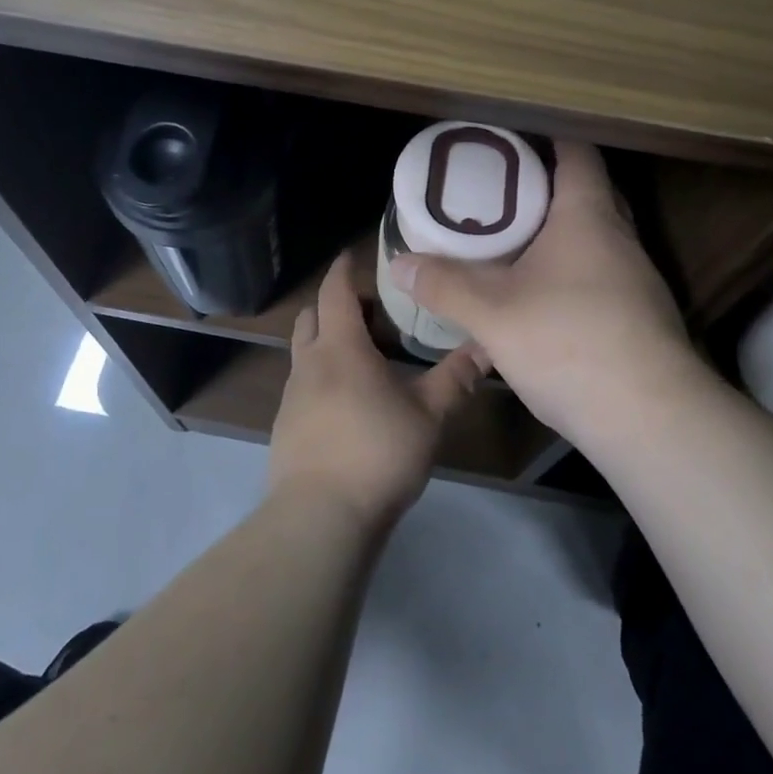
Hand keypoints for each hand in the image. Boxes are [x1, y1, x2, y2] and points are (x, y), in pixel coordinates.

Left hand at [268, 251, 482, 529]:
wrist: (319, 518)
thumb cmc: (377, 453)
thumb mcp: (429, 415)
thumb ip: (457, 378)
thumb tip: (487, 345)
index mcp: (341, 347)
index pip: (335, 291)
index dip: (344, 270)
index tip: (353, 255)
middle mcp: (309, 362)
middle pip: (312, 316)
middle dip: (334, 305)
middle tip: (370, 312)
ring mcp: (291, 396)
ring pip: (304, 351)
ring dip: (326, 342)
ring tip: (363, 358)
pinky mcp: (284, 426)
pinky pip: (301, 384)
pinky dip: (321, 376)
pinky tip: (347, 402)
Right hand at [386, 140, 697, 445]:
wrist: (651, 420)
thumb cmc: (569, 342)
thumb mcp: (492, 313)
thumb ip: (444, 285)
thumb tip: (398, 263)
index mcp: (587, 216)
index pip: (577, 154)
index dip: (548, 138)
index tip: (512, 139)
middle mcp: (619, 238)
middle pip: (588, 193)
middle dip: (548, 186)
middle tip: (501, 192)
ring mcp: (636, 280)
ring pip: (595, 238)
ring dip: (559, 235)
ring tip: (513, 243)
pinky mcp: (640, 317)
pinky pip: (601, 275)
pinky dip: (571, 273)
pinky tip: (541, 299)